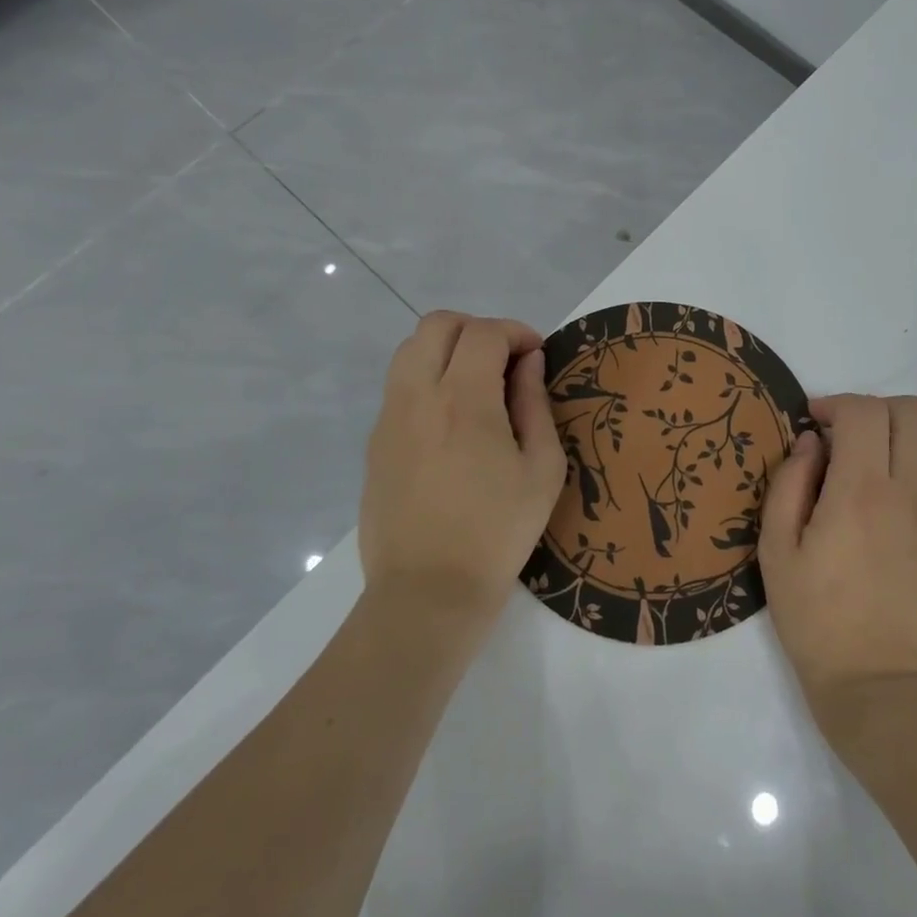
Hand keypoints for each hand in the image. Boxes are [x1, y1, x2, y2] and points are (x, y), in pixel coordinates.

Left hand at [359, 311, 567, 632]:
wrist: (427, 592)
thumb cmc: (498, 532)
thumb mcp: (541, 469)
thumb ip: (535, 404)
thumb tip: (529, 363)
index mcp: (463, 399)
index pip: (484, 333)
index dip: (516, 332)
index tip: (537, 354)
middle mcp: (417, 395)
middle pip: (437, 325)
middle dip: (477, 329)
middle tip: (506, 361)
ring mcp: (389, 418)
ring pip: (410, 350)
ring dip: (447, 350)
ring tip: (478, 387)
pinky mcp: (375, 443)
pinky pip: (399, 387)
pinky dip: (428, 380)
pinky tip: (452, 422)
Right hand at [758, 394, 916, 747]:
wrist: (885, 691)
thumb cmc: (819, 623)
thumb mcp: (776, 553)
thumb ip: (789, 485)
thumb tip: (812, 443)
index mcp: (860, 491)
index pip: (863, 411)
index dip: (836, 405)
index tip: (817, 426)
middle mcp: (912, 492)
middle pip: (913, 412)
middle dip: (877, 412)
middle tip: (852, 441)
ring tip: (892, 462)